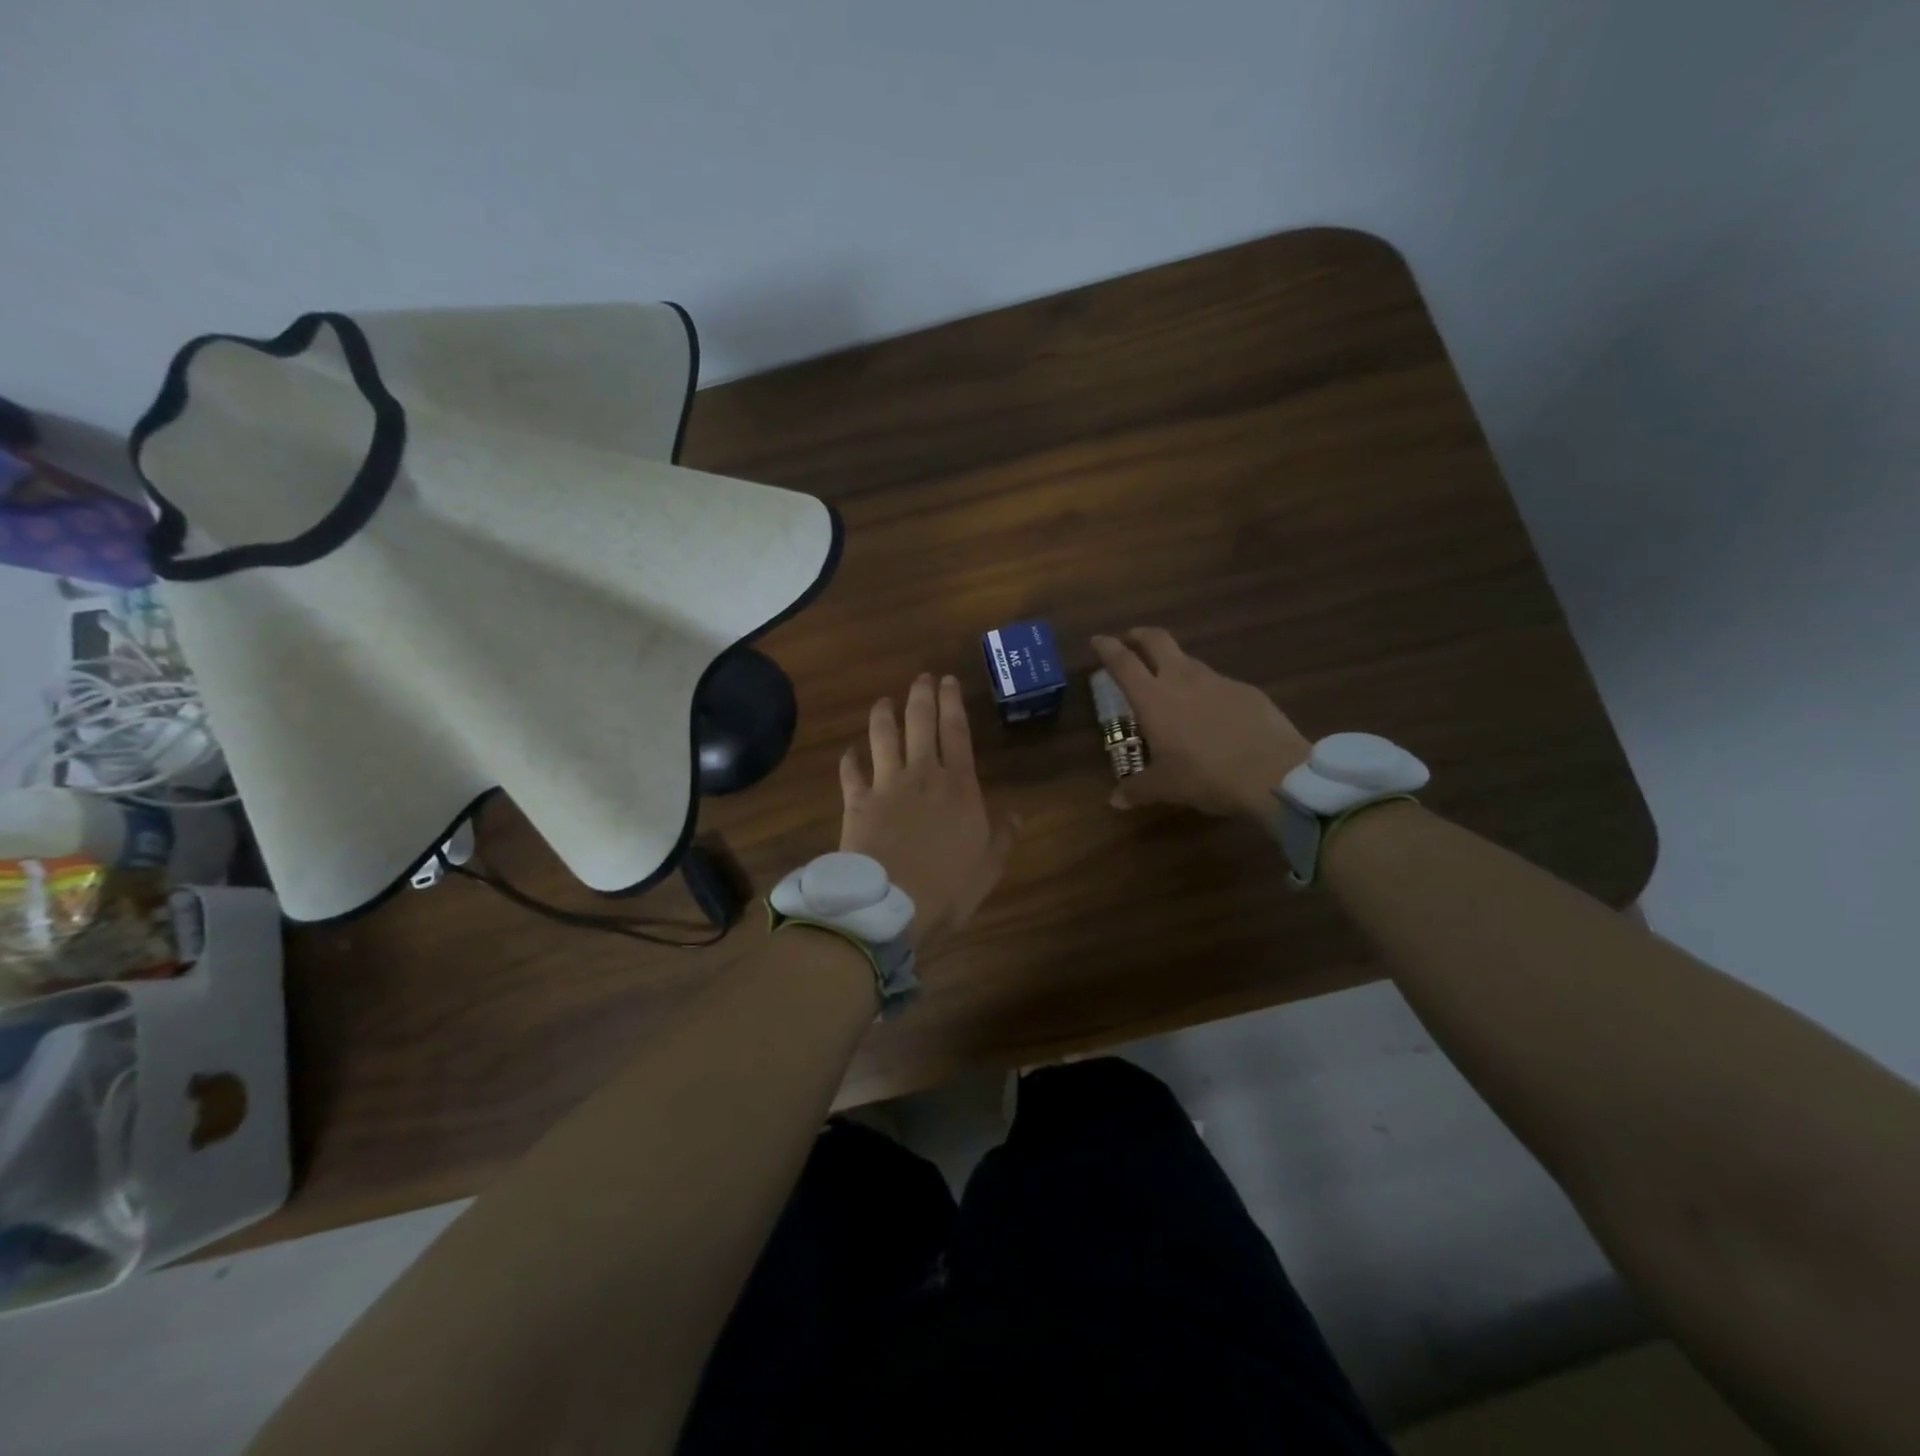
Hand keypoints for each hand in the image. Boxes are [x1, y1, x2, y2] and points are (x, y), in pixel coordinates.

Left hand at [840, 673, 1020, 947]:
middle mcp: (923, 775)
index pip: (957, 732)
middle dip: (922, 695)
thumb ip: (1003, 837)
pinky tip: (850, 751)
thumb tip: (1018, 814)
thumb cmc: (947, 888)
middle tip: (922, 678)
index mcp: (959, 787)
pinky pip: (850, 771)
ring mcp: (886, 785)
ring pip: (883, 736)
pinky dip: (850, 758)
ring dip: (884, 714)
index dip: (953, 703)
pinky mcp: (857, 801)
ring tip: (885, 701)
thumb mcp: (988, 868)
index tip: (949, 680)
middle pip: (920, 723)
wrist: (890, 905)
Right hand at [1092, 629, 1311, 818]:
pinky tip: (1212, 712)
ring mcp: (1218, 681)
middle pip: (1157, 641)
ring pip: (1189, 660)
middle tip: (1130, 640)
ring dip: (1174, 664)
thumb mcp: (1166, 787)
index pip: (1123, 663)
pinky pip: (1218, 683)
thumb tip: (1115, 800)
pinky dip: (1206, 690)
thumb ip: (1137, 789)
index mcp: (1154, 699)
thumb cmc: (1206, 776)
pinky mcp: (1246, 690)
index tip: (1098, 640)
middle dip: (1140, 635)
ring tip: (1171, 682)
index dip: (1107, 648)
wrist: (1273, 772)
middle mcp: (1182, 680)